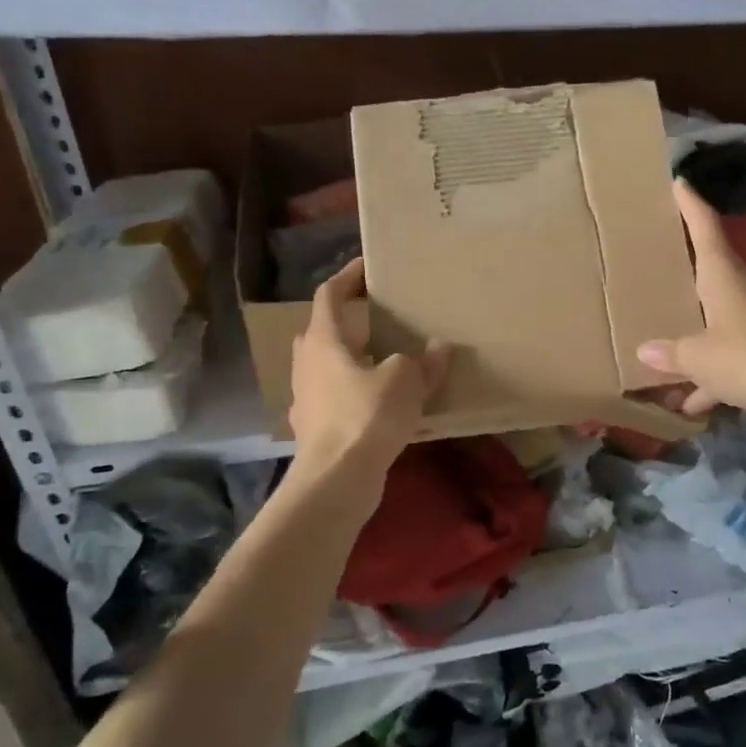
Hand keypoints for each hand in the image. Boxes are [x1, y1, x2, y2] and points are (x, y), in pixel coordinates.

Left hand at [289, 258, 448, 494]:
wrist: (336, 479)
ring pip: (329, 367)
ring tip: (386, 360)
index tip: (367, 267)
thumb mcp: (405, 381)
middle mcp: (307, 364)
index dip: (347, 277)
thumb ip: (422, 361)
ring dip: (353, 359)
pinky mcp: (315, 428)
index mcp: (323, 341)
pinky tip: (379, 404)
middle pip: (324, 331)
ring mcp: (307, 398)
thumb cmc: (366, 416)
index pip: (329, 295)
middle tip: (381, 318)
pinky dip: (355, 393)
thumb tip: (438, 348)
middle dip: (350, 321)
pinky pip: (335, 398)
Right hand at [638, 181, 745, 423]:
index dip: (690, 205)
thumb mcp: (698, 356)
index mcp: (721, 277)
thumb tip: (644, 350)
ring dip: (693, 324)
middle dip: (685, 259)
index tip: (677, 183)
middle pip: (709, 266)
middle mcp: (737, 291)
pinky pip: (725, 358)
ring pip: (714, 314)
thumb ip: (670, 353)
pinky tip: (686, 401)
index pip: (704, 228)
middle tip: (657, 249)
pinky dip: (707, 376)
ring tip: (662, 329)